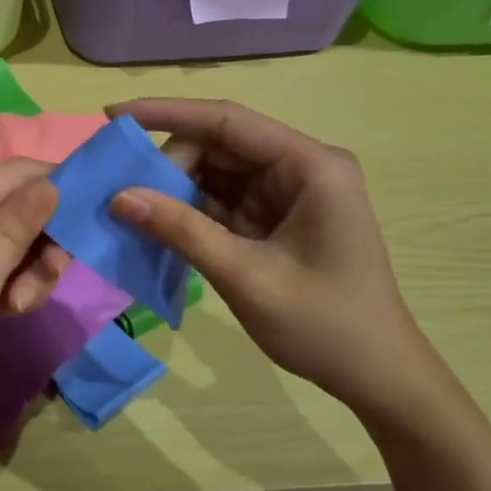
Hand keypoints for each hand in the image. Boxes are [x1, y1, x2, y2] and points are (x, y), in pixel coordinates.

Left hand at [0, 159, 61, 451]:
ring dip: (27, 270)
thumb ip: (14, 230)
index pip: (18, 171)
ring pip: (11, 237)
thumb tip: (51, 183)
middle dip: (42, 242)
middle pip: (18, 204)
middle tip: (43, 286)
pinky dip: (8, 284)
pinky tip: (5, 314)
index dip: (59, 187)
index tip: (93, 226)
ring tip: (16, 309)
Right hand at [107, 99, 445, 420]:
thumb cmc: (325, 325)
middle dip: (168, 165)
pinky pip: (219, 201)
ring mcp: (285, 193)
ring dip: (173, 189)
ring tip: (130, 210)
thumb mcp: (247, 277)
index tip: (113, 116)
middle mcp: (298, 167)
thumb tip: (118, 197)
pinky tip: (154, 226)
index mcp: (310, 166)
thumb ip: (181, 231)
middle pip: (217, 145)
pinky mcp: (272, 219)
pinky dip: (186, 213)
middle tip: (124, 196)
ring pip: (213, 172)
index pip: (227, 121)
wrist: (377, 378)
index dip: (167, 113)